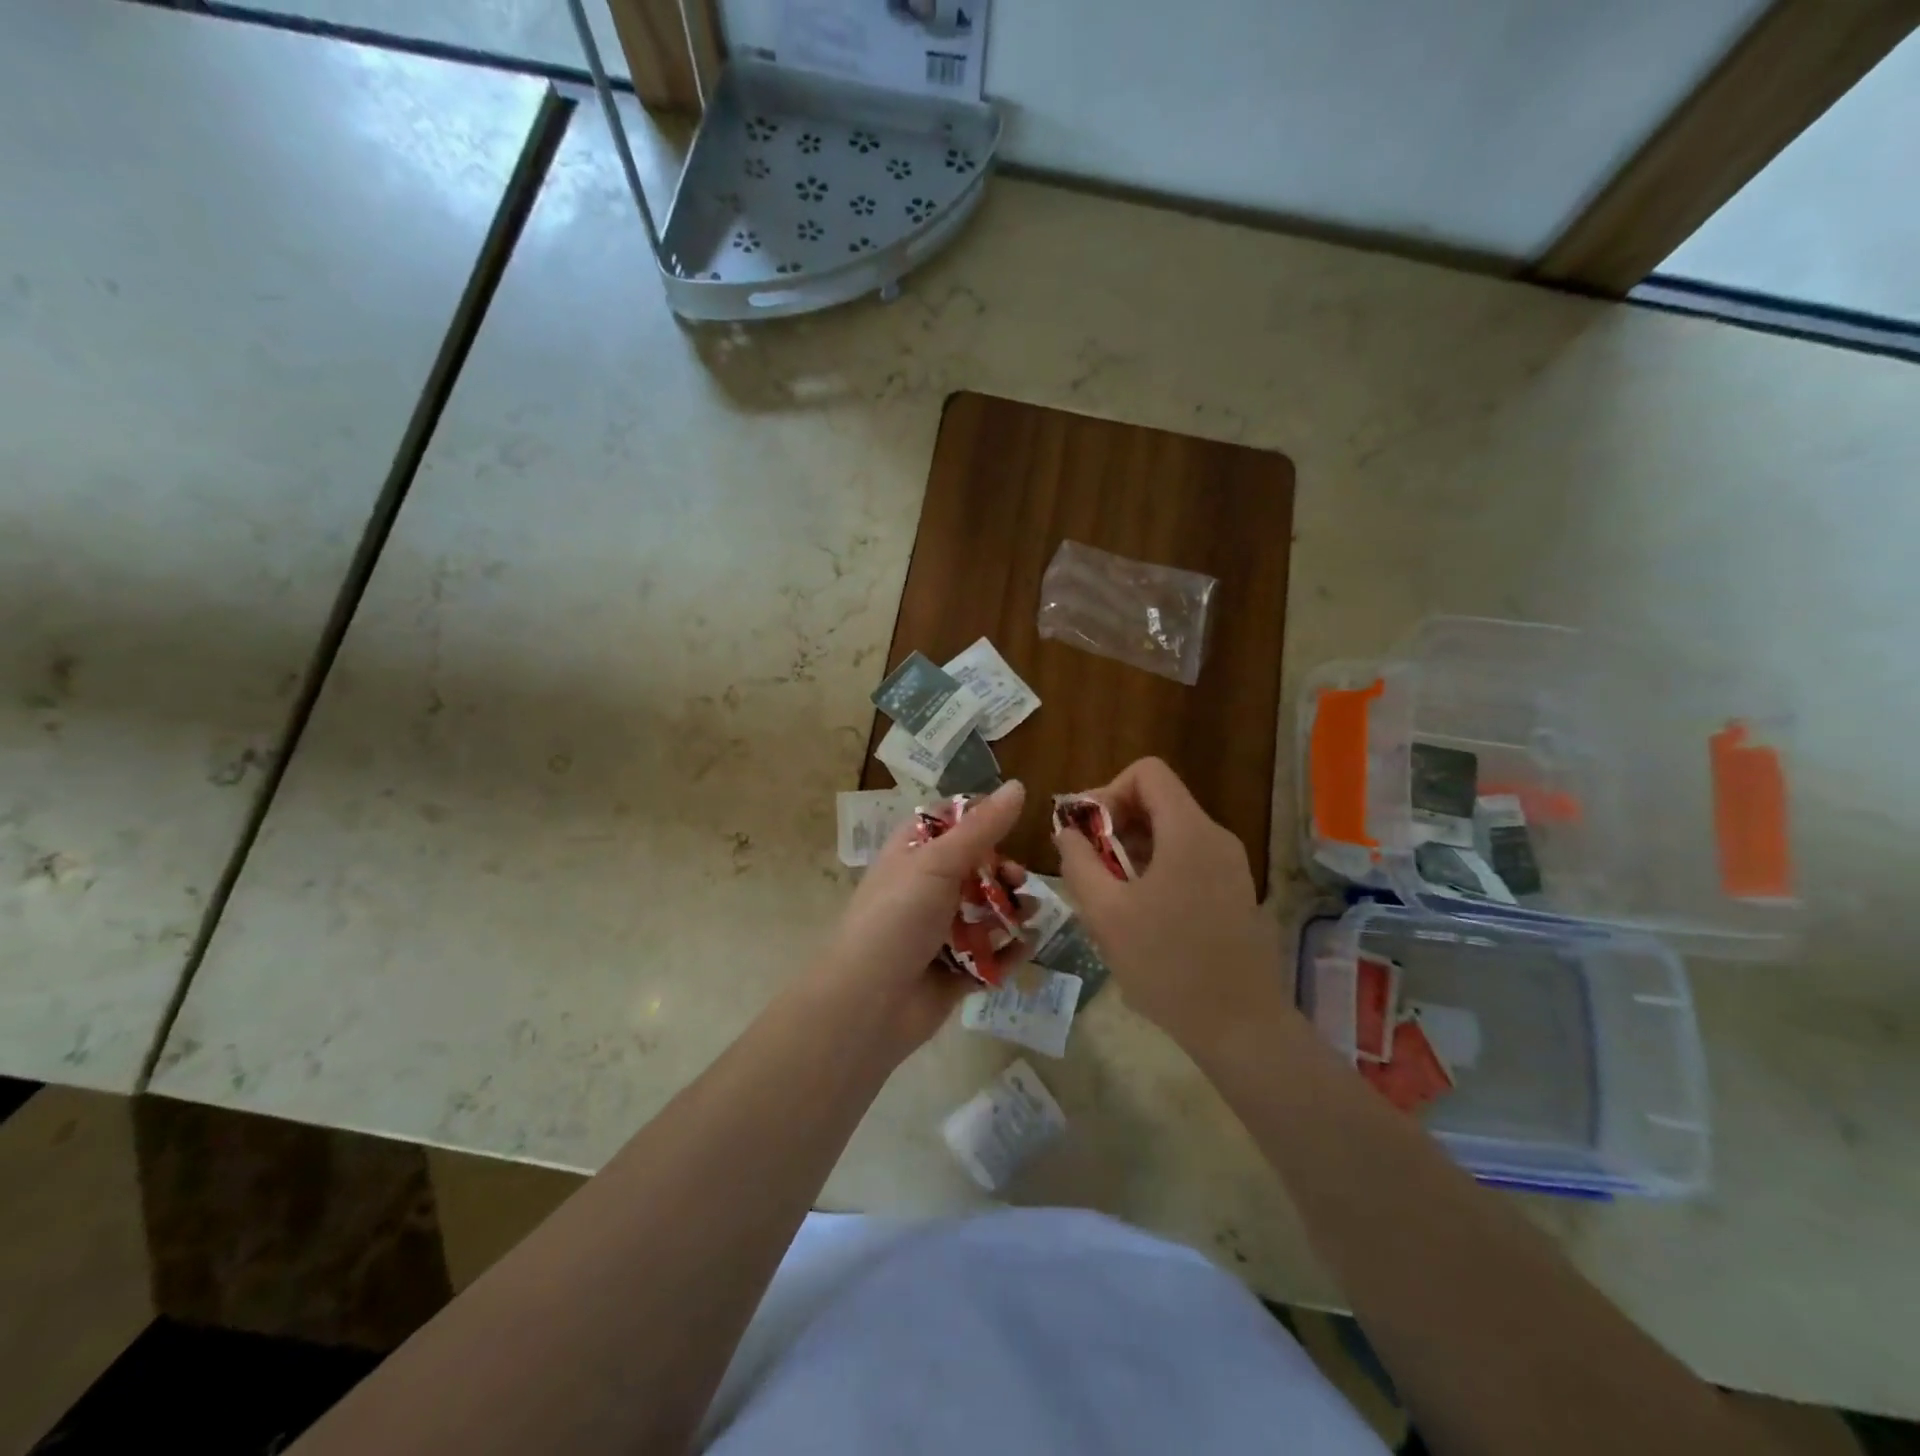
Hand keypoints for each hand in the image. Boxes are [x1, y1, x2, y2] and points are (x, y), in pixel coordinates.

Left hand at [811, 779, 1028, 1055]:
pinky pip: (991, 955)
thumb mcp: (938, 863)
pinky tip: (1025, 945)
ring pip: (986, 911)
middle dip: (1002, 870)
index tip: (1011, 820)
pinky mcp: (955, 970)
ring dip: (1011, 910)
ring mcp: (939, 931)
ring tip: (1027, 914)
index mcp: (912, 854)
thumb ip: (981, 827)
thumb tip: (1018, 784)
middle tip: (1018, 879)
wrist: (868, 1003)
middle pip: (975, 868)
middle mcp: (925, 888)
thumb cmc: (897, 918)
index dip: (979, 818)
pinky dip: (1009, 951)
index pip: (948, 822)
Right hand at [1054, 758, 1286, 1053]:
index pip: (1147, 773)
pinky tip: (1139, 911)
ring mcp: (1230, 864)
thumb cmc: (1167, 966)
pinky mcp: (1234, 890)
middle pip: (1159, 800)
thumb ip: (1079, 862)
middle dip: (1115, 823)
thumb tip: (1066, 831)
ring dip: (1132, 849)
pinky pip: (1188, 857)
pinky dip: (1156, 867)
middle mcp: (1215, 837)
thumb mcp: (1106, 913)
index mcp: (1188, 832)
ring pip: (1171, 831)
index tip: (1087, 832)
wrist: (1240, 1026)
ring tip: (1108, 892)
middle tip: (1088, 864)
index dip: (1108, 790)